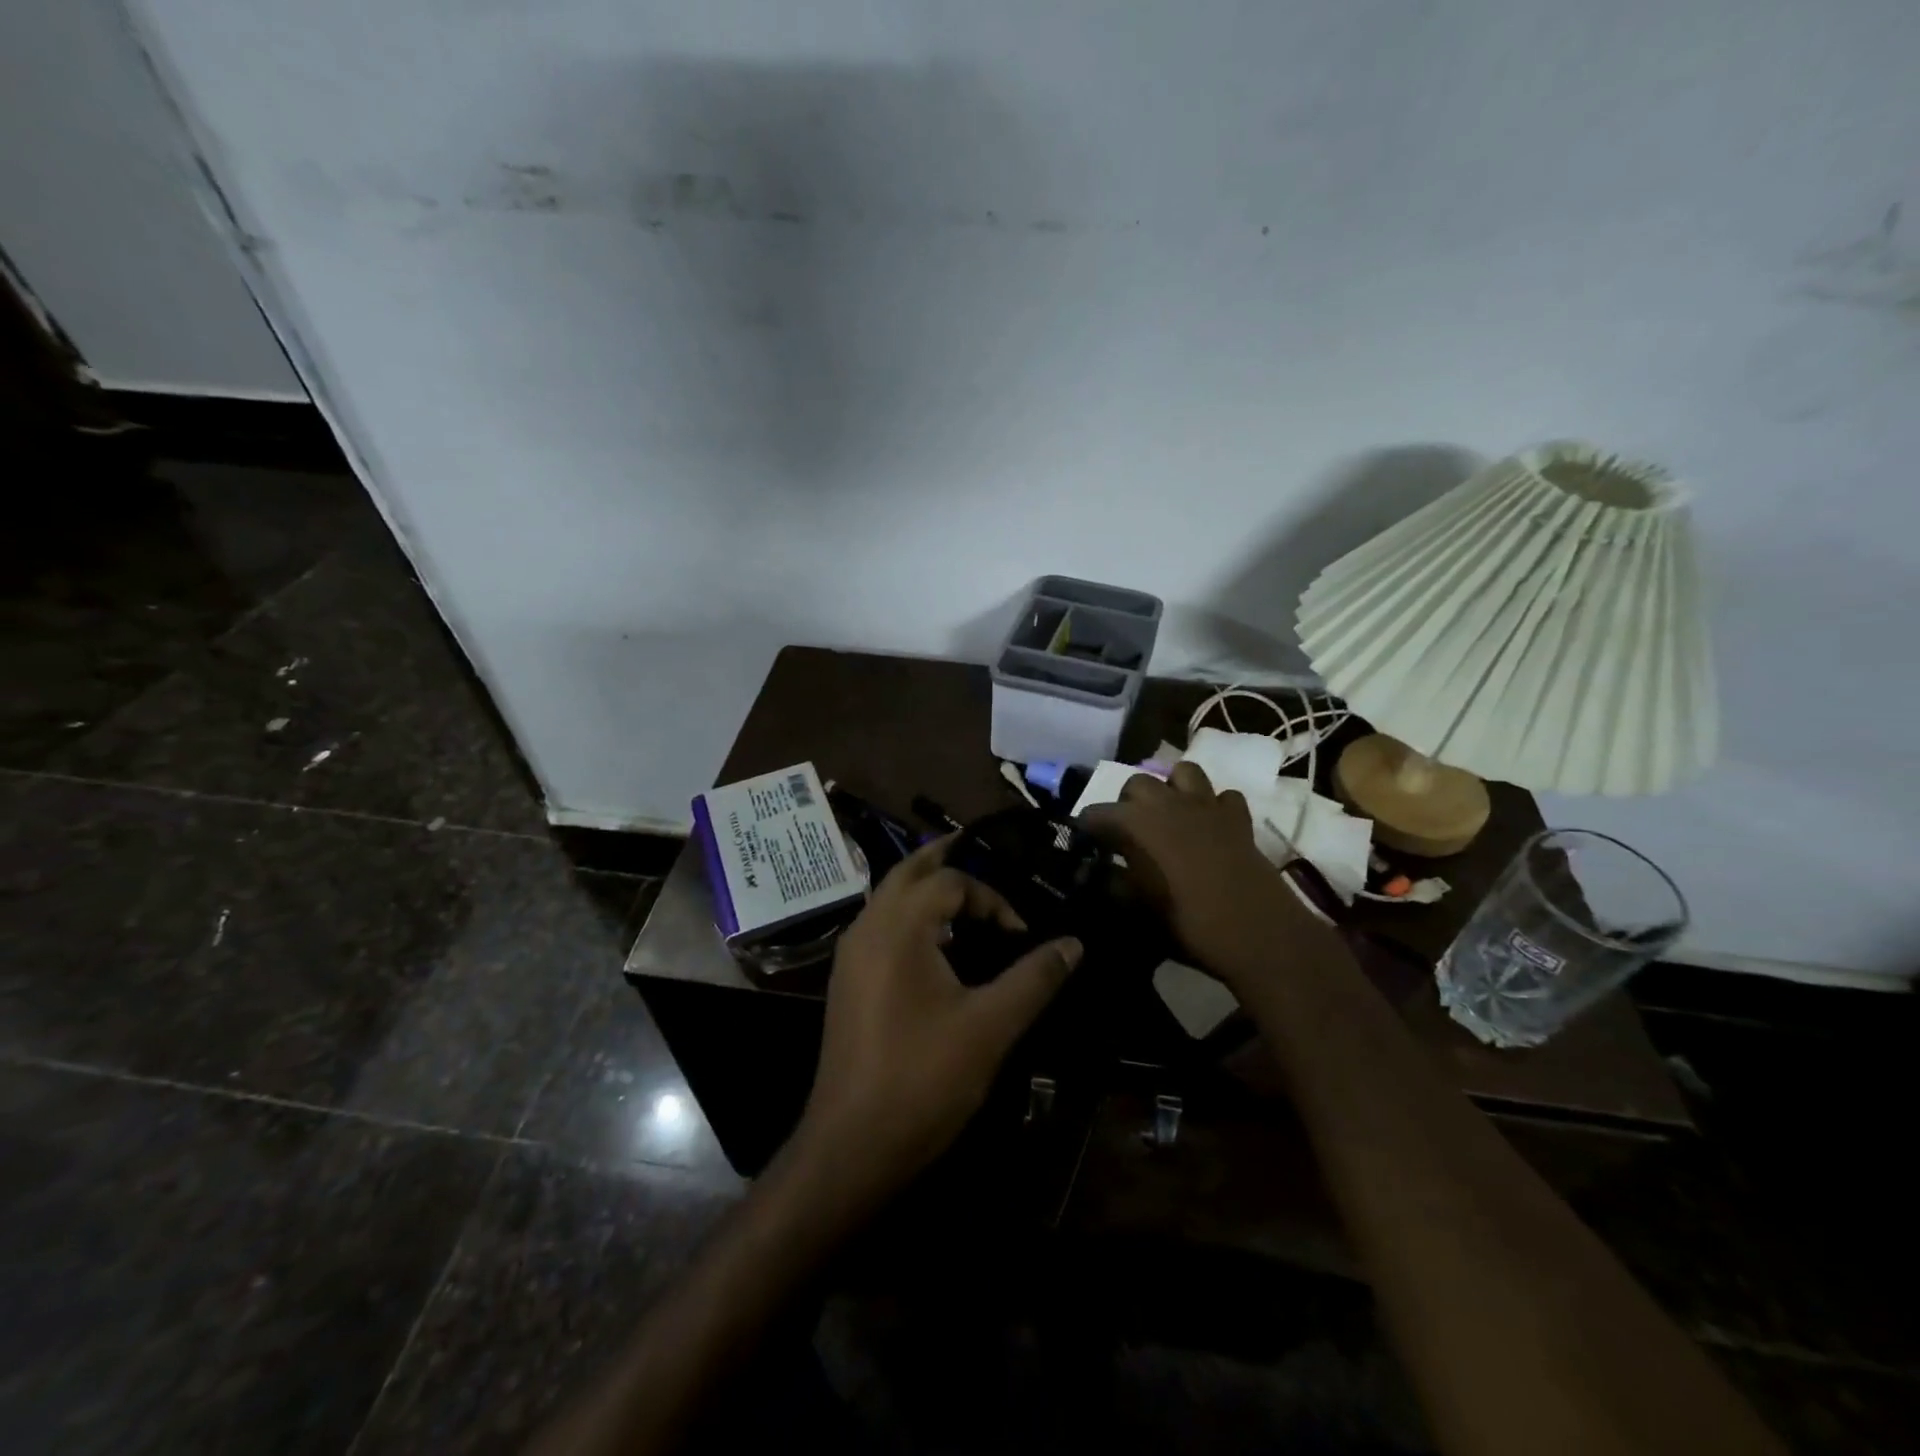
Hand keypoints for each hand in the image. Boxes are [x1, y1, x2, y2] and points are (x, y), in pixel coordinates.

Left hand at [790, 837, 1081, 1210]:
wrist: (851, 1145)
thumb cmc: (923, 1079)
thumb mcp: (991, 1026)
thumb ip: (1034, 978)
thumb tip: (1074, 944)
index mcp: (898, 927)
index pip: (950, 881)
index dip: (991, 898)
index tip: (1020, 934)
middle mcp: (867, 927)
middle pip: (908, 871)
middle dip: (946, 858)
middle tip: (983, 850)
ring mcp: (851, 955)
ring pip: (890, 897)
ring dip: (926, 887)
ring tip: (966, 896)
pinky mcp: (848, 981)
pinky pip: (882, 925)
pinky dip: (911, 915)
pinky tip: (937, 944)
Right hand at [1082, 761, 1320, 983]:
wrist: (1256, 932)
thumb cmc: (1187, 923)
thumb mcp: (1136, 910)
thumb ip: (1112, 885)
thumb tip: (1097, 873)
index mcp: (1135, 823)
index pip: (1095, 814)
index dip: (1086, 829)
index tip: (1085, 845)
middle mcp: (1167, 803)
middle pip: (1137, 783)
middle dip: (1127, 802)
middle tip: (1128, 832)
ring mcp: (1206, 805)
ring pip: (1183, 773)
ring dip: (1172, 788)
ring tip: (1169, 813)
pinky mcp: (1238, 818)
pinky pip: (1224, 797)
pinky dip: (1215, 806)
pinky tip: (1211, 826)